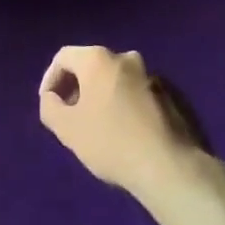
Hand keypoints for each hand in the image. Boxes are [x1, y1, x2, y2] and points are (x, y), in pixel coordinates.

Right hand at [38, 45, 209, 200]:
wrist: (171, 167)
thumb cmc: (111, 142)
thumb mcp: (67, 129)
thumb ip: (50, 107)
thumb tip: (52, 98)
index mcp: (99, 59)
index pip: (64, 57)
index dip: (50, 79)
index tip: (49, 104)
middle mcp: (127, 58)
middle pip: (93, 66)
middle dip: (78, 88)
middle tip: (72, 115)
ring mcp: (154, 76)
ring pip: (118, 81)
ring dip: (105, 97)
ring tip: (100, 127)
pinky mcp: (175, 96)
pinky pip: (140, 94)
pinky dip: (128, 106)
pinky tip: (129, 133)